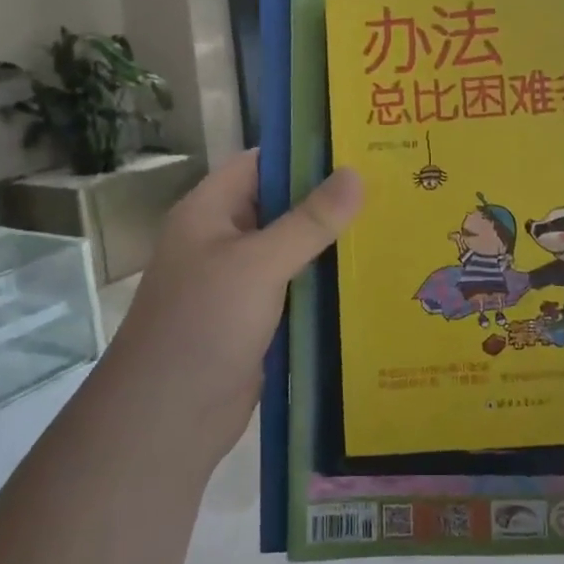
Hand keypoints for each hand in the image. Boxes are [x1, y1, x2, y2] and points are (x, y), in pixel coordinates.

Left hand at [91, 150, 361, 481]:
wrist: (168, 417)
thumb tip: (356, 173)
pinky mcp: (257, 319)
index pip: (262, 163)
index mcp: (210, 211)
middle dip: (331, 198)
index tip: (362, 146)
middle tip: (393, 185)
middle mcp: (224, 240)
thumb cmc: (204, 325)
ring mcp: (240, 282)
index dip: (307, 151)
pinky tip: (372, 278)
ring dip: (334, 243)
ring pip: (294, 250)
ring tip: (395, 226)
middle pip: (282, 206)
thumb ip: (309, 221)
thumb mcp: (258, 264)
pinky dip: (327, 283)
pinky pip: (297, 289)